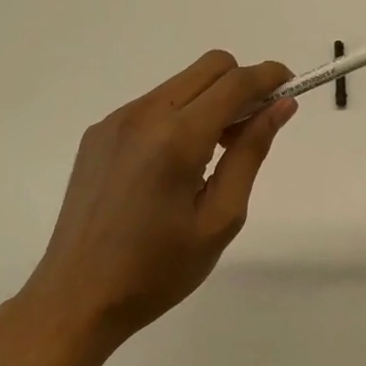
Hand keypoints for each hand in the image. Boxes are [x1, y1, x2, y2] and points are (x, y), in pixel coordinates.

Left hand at [21, 51, 294, 357]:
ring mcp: (116, 120)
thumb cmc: (157, 270)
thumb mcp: (220, 218)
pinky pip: (153, 103)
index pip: (235, 82)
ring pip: (181, 83)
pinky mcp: (98, 132)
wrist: (75, 299)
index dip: (270, 76)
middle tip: (250, 130)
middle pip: (210, 67)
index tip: (291, 86)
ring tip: (211, 154)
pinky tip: (172, 165)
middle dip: (241, 84)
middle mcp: (144, 114)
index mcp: (177, 138)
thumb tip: (282, 106)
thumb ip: (251, 152)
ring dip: (210, 100)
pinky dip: (179, 115)